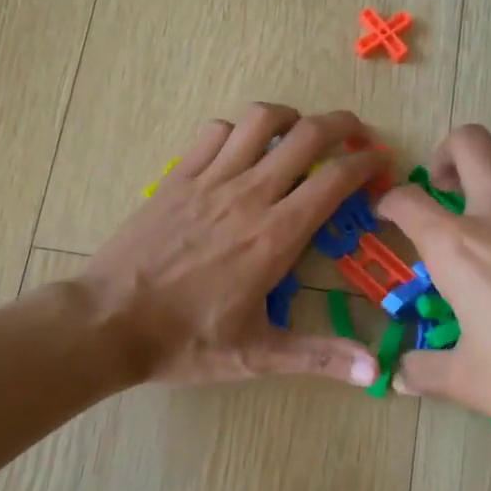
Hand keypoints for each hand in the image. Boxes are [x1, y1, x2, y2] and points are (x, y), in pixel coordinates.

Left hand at [80, 104, 382, 387]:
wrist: (109, 321)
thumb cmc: (186, 340)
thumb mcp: (257, 355)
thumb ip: (319, 357)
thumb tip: (375, 372)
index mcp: (276, 235)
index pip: (334, 181)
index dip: (365, 164)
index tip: (381, 161)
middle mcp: (249, 195)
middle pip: (305, 135)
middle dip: (340, 125)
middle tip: (355, 134)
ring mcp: (209, 180)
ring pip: (258, 120)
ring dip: (289, 117)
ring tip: (300, 132)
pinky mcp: (177, 178)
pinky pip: (214, 132)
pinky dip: (238, 129)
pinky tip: (241, 148)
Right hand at [374, 126, 490, 463]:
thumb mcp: (469, 382)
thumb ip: (424, 370)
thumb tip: (399, 376)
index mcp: (459, 248)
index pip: (409, 200)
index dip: (389, 202)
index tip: (386, 216)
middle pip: (471, 143)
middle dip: (446, 153)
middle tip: (440, 188)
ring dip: (490, 170)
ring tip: (481, 208)